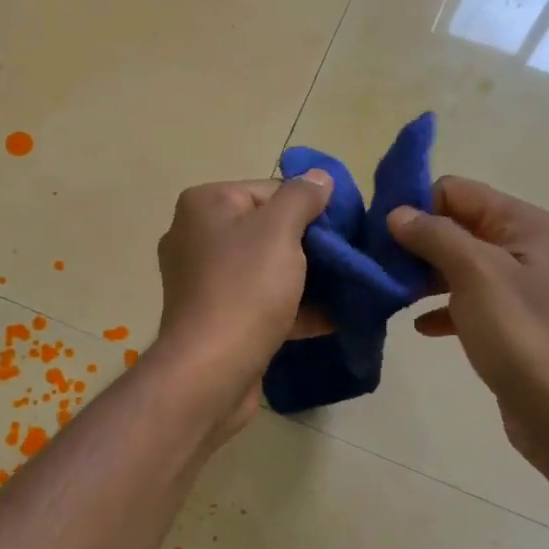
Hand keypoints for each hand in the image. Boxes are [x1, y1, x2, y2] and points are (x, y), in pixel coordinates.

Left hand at [154, 173, 334, 432]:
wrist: (210, 372)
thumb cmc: (244, 289)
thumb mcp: (280, 231)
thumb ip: (302, 197)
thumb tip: (318, 176)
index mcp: (205, 206)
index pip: (269, 190)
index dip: (310, 207)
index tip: (345, 229)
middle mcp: (197, 237)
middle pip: (268, 230)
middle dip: (311, 245)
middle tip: (351, 258)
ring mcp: (204, 282)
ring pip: (267, 269)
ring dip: (307, 279)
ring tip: (350, 287)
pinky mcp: (216, 319)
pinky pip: (261, 303)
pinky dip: (293, 309)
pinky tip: (334, 318)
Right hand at [387, 176, 548, 459]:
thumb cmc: (519, 333)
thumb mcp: (475, 273)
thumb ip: (434, 236)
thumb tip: (396, 213)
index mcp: (519, 223)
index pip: (454, 190)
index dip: (415, 205)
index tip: (377, 232)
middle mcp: (518, 246)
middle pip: (453, 226)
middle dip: (413, 241)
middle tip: (375, 264)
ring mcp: (513, 286)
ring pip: (454, 265)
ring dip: (421, 275)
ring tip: (387, 292)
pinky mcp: (504, 321)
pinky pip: (462, 301)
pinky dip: (439, 308)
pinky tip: (419, 326)